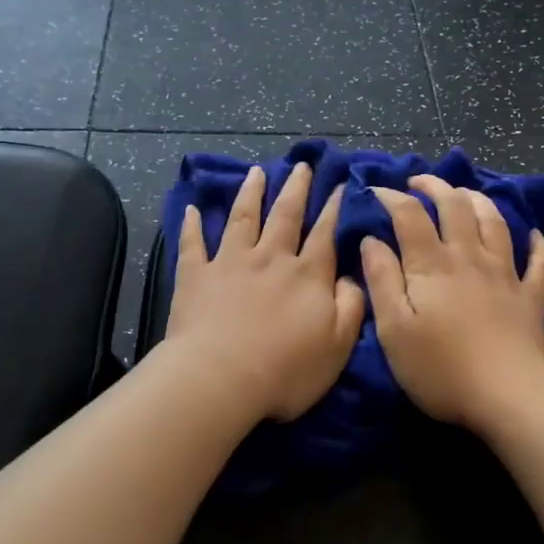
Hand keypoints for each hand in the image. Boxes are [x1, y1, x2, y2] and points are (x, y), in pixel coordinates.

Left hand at [167, 163, 364, 423]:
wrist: (220, 379)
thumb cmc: (286, 370)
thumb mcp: (338, 344)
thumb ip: (351, 305)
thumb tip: (350, 275)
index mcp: (307, 275)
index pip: (325, 234)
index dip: (333, 208)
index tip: (339, 184)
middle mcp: (270, 258)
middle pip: (286, 215)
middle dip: (295, 188)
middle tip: (300, 165)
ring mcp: (230, 263)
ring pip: (243, 218)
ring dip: (251, 193)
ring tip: (256, 172)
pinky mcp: (196, 276)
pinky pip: (193, 244)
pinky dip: (192, 225)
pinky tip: (192, 208)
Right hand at [361, 175, 543, 435]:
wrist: (508, 396)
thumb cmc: (441, 368)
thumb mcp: (394, 329)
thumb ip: (382, 280)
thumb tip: (372, 240)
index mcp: (433, 265)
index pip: (410, 215)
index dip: (391, 197)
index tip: (375, 191)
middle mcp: (470, 257)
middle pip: (456, 206)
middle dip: (436, 187)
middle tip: (419, 183)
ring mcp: (506, 274)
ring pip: (495, 222)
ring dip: (479, 201)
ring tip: (465, 194)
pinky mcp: (531, 297)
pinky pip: (539, 263)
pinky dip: (537, 245)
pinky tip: (534, 235)